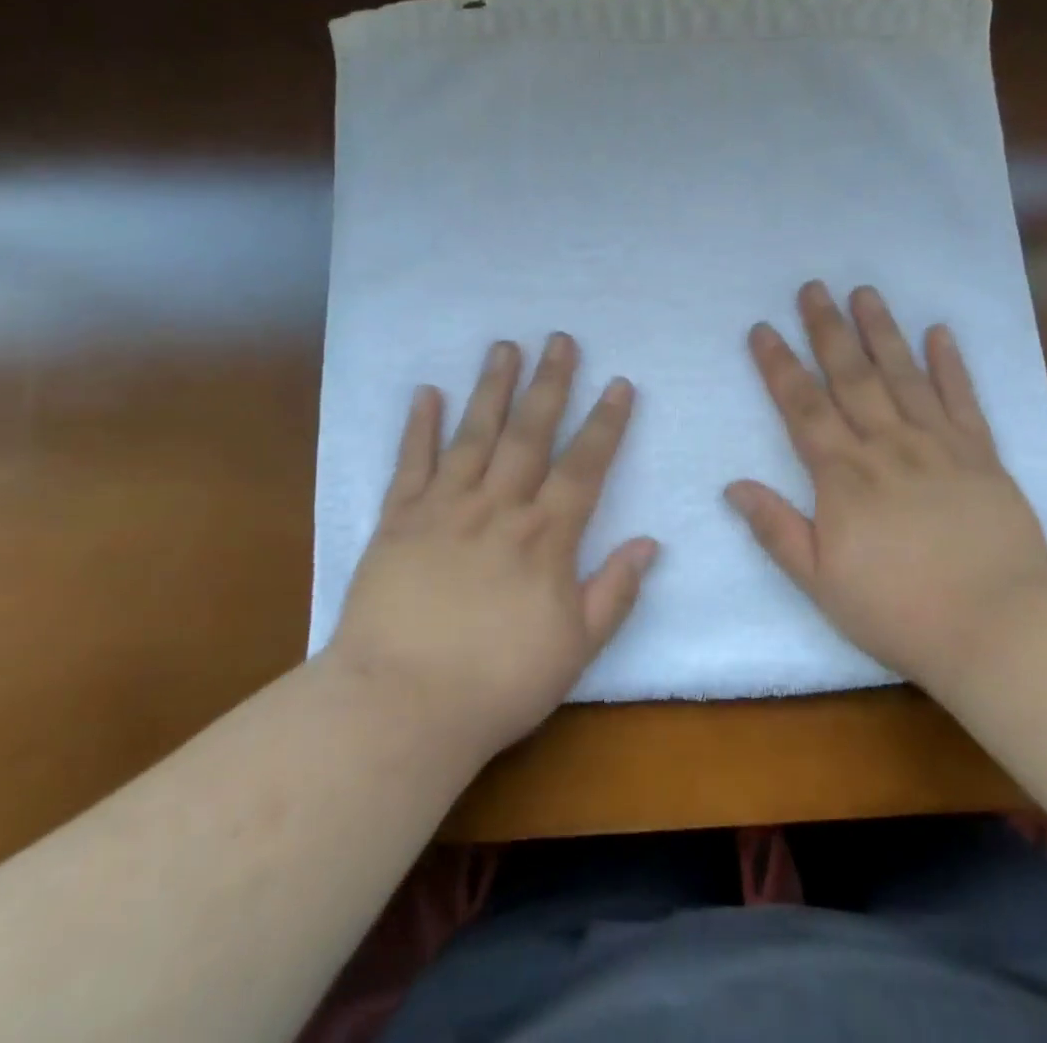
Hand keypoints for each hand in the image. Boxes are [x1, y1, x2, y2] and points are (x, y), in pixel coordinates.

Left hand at [327, 334, 656, 755]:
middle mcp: (498, 508)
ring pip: (474, 434)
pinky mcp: (397, 521)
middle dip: (550, 384)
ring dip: (492, 388)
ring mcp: (444, 508)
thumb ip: (615, 591)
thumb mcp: (576, 649)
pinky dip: (419, 427)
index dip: (605, 423)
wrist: (400, 707)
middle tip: (561, 339)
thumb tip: (649, 542)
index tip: (619, 383)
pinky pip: (411, 464)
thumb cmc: (497, 684)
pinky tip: (427, 393)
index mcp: (544, 537)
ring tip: (504, 346)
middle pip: (530, 433)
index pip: (584, 466)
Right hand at [726, 281, 1046, 693]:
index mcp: (843, 475)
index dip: (779, 365)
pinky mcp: (981, 455)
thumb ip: (777, 529)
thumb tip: (733, 486)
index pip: (802, 407)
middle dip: (827, 329)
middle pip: (850, 376)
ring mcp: (938, 445)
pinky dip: (950, 364)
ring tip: (864, 292)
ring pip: (902, 374)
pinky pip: (962, 399)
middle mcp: (887, 445)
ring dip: (881, 330)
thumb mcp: (821, 581)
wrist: (1001, 626)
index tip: (763, 329)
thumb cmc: (900, 610)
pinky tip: (939, 332)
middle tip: (812, 287)